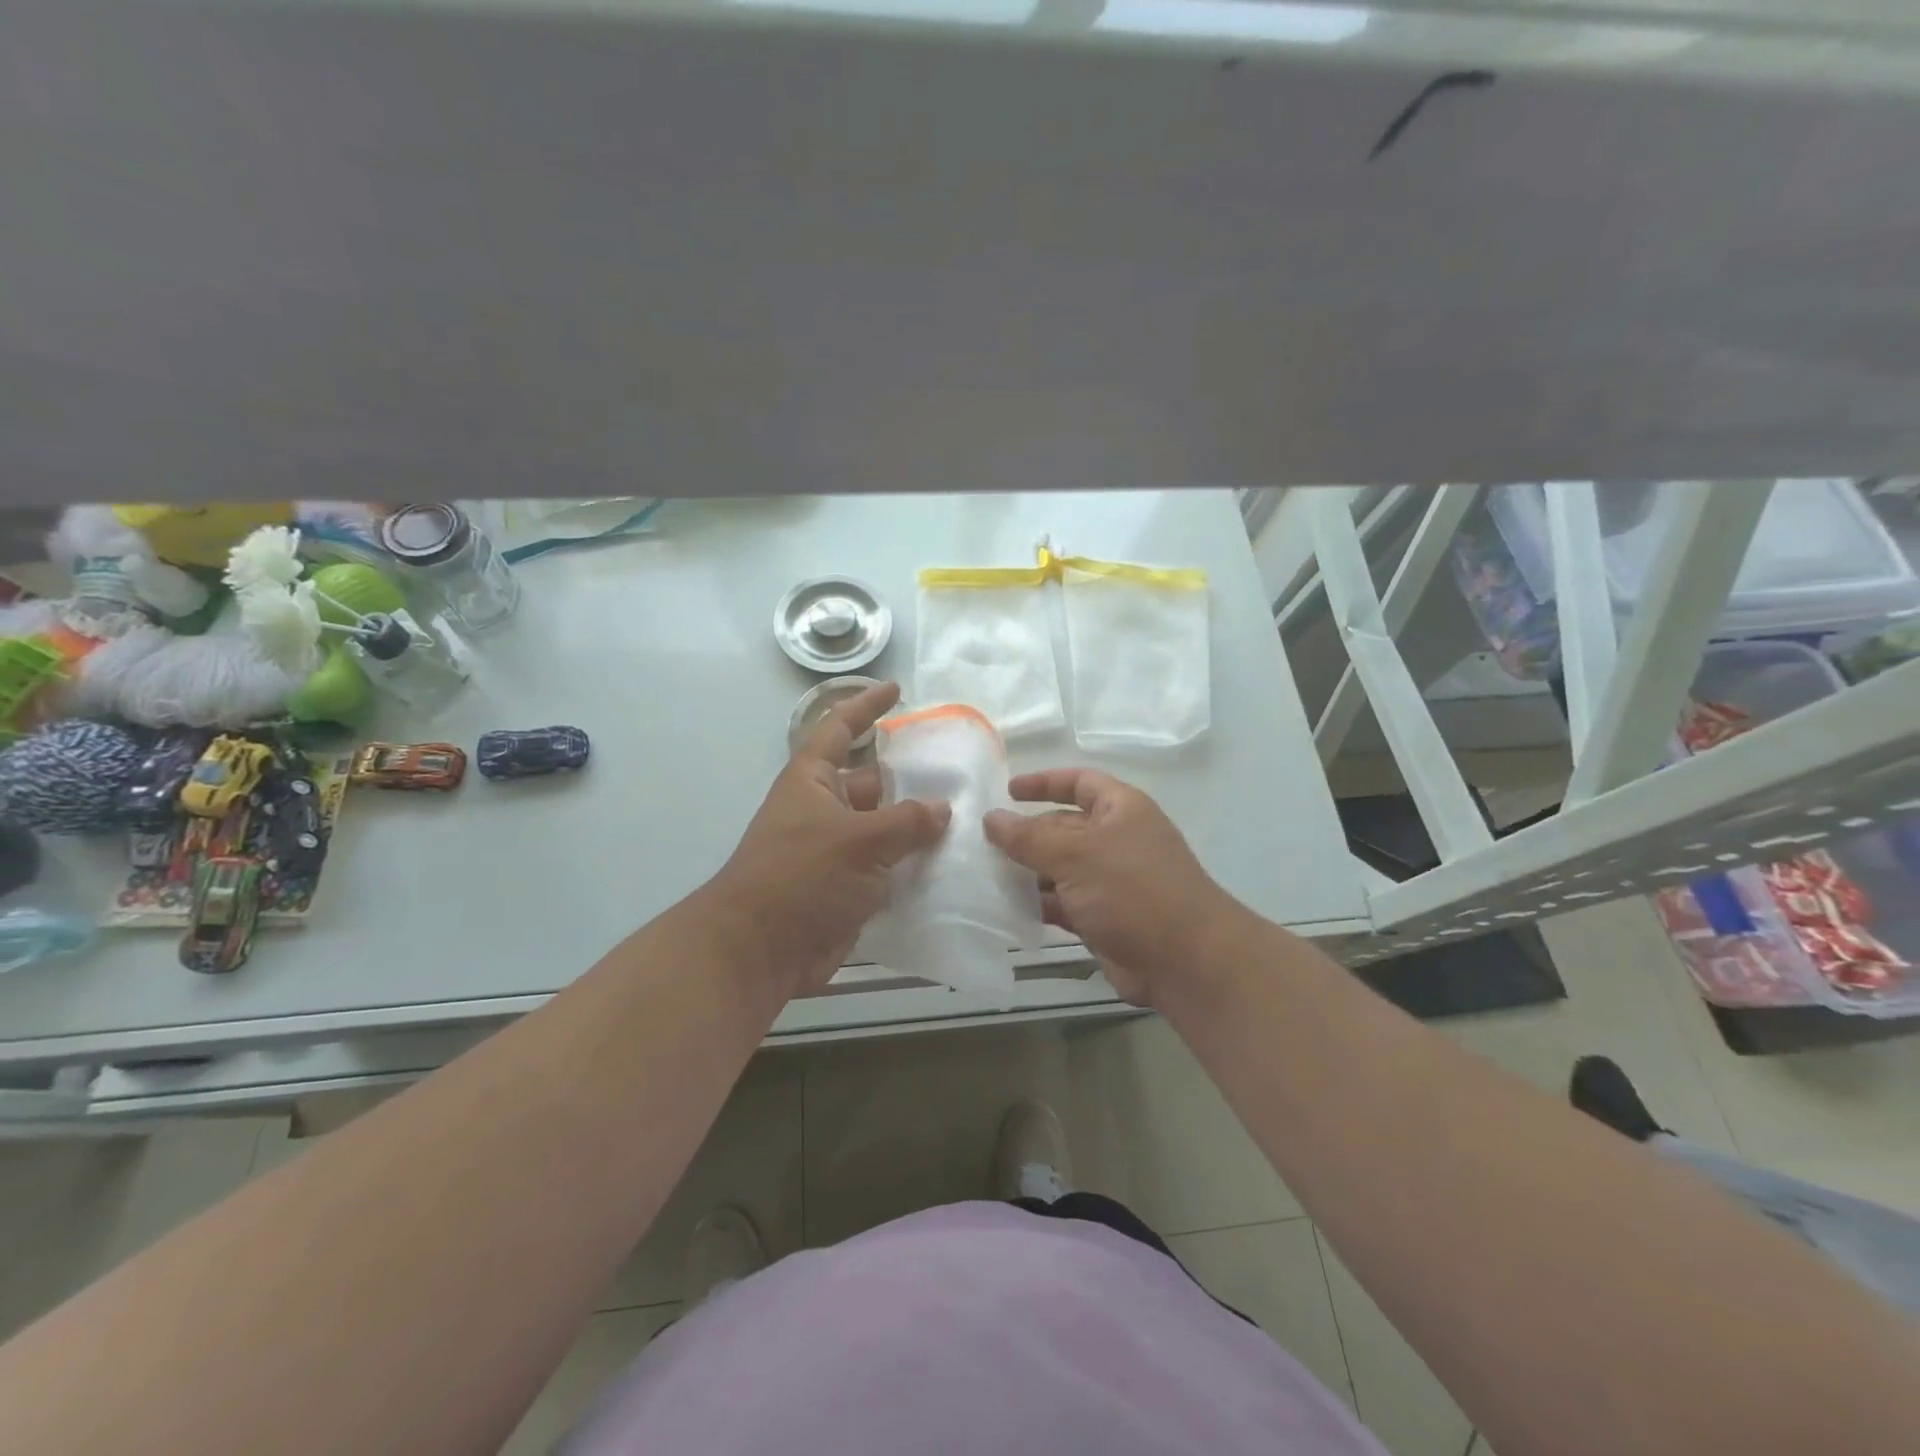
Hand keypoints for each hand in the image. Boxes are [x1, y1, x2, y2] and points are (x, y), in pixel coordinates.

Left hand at [711, 681, 950, 999]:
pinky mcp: (848, 889)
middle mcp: (824, 810)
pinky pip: (887, 869)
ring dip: (918, 829)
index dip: (865, 707)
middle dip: (911, 780)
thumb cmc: (801, 877)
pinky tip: (953, 867)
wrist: (761, 952)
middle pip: (873, 783)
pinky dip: (914, 868)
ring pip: (885, 830)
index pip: (840, 729)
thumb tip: (941, 810)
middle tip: (960, 775)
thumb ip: (905, 821)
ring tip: (969, 820)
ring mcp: (836, 852)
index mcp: (813, 781)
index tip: (896, 691)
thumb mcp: (858, 840)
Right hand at [984, 769, 1234, 1005]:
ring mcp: (1111, 882)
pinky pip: (1063, 903)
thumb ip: (1028, 836)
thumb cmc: (1132, 889)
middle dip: (1027, 834)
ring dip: (1027, 872)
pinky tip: (1005, 909)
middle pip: (1064, 828)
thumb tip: (991, 818)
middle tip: (982, 844)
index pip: (1079, 782)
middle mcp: (1117, 840)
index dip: (1044, 782)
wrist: (1185, 961)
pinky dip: (1038, 904)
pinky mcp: (1104, 918)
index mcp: (1120, 810)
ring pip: (1060, 869)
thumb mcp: (1075, 854)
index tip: (1007, 791)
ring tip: (984, 876)